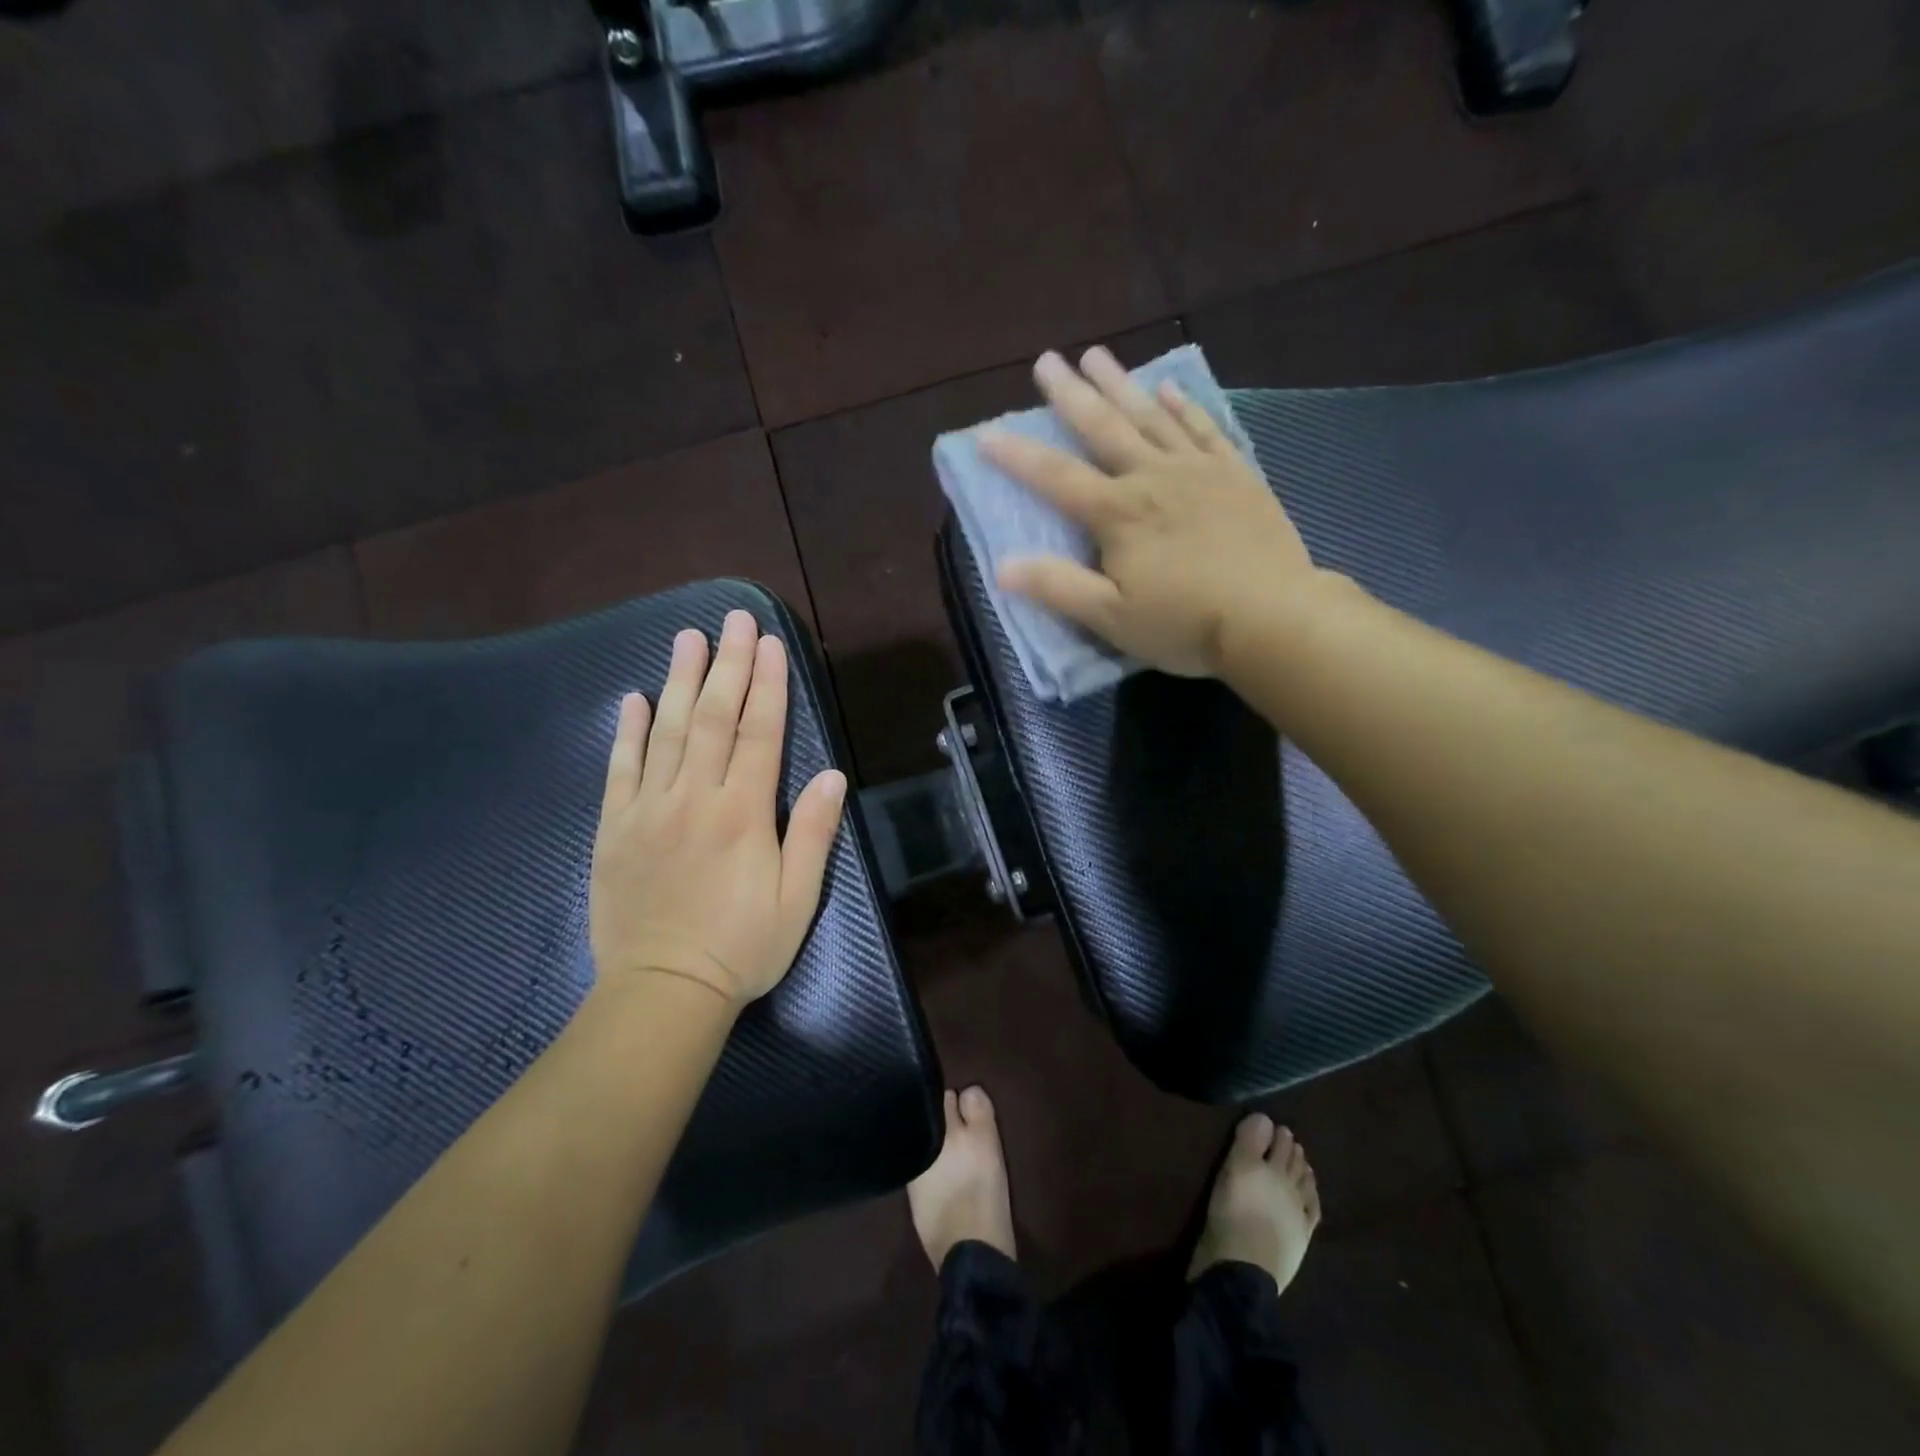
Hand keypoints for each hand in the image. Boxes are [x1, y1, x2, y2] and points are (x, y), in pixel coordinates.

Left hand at [588, 610, 846, 1007]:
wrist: (664, 991)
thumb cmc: (743, 947)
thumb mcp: (798, 898)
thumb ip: (812, 832)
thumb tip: (831, 775)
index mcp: (743, 813)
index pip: (759, 733)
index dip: (768, 685)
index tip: (770, 643)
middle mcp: (695, 797)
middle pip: (713, 718)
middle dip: (727, 664)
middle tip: (733, 618)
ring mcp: (649, 809)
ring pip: (666, 731)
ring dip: (679, 680)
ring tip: (687, 638)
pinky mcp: (615, 828)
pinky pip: (620, 769)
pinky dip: (627, 731)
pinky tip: (631, 698)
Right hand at [983, 347, 1325, 678]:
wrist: (1274, 617)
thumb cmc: (1185, 624)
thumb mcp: (1111, 617)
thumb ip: (1057, 587)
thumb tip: (1002, 566)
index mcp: (1118, 513)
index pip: (1056, 477)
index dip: (1017, 456)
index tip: (985, 433)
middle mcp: (1153, 478)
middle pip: (1103, 428)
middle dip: (1070, 394)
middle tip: (1047, 359)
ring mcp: (1198, 470)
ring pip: (1151, 416)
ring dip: (1121, 384)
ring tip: (1097, 355)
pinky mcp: (1236, 475)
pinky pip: (1204, 428)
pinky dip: (1184, 406)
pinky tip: (1169, 389)